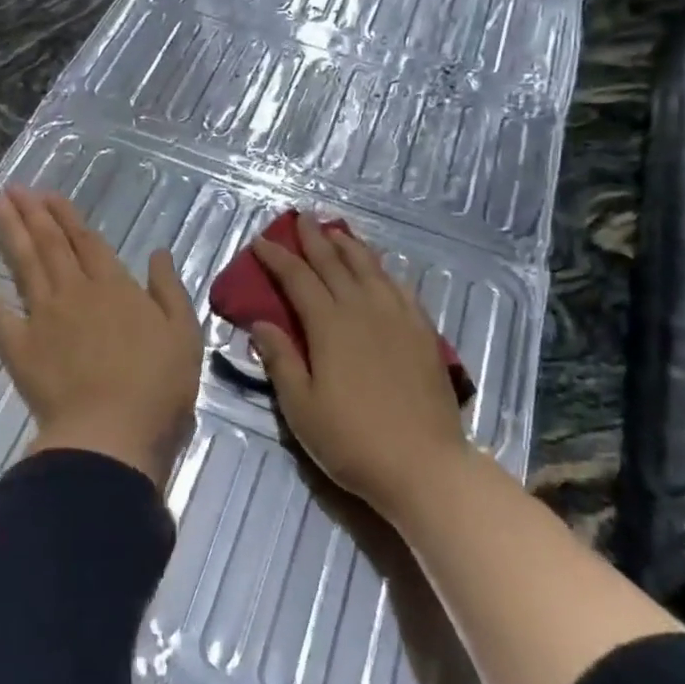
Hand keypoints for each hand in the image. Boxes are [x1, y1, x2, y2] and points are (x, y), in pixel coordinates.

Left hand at [0, 188, 202, 487]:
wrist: (112, 431)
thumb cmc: (157, 386)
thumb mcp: (183, 333)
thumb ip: (168, 289)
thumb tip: (158, 252)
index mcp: (115, 287)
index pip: (87, 242)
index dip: (68, 217)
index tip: (49, 195)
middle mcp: (75, 291)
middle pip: (51, 245)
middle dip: (33, 214)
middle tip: (14, 189)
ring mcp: (43, 316)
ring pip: (24, 265)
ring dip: (10, 234)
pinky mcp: (19, 346)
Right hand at [250, 213, 466, 522]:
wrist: (424, 465)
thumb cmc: (352, 440)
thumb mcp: (301, 407)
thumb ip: (280, 359)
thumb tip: (260, 322)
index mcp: (329, 326)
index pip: (298, 279)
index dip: (277, 258)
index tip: (261, 241)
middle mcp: (363, 309)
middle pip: (334, 264)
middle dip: (314, 239)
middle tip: (300, 219)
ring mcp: (398, 318)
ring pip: (370, 268)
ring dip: (350, 246)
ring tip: (337, 231)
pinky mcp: (423, 332)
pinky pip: (400, 288)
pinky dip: (384, 270)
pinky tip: (380, 268)